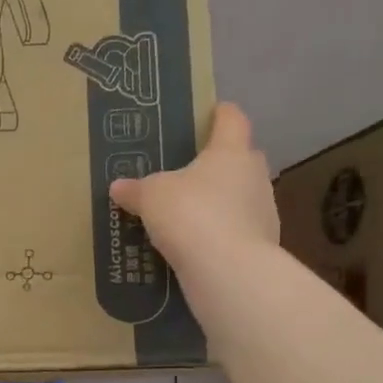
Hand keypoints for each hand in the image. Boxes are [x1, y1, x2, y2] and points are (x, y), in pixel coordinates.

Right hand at [109, 102, 279, 277]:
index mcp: (230, 151)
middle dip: (220, 162)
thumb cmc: (190, 213)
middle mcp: (254, 174)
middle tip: (192, 170)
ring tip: (192, 213)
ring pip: (242, 195)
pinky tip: (200, 244)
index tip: (211, 113)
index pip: (231, 119)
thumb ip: (136, 189)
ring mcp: (264, 209)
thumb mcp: (151, 197)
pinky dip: (222, 232)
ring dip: (222, 200)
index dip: (220, 114)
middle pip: (241, 158)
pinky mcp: (263, 243)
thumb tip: (118, 186)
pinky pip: (239, 229)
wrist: (227, 269)